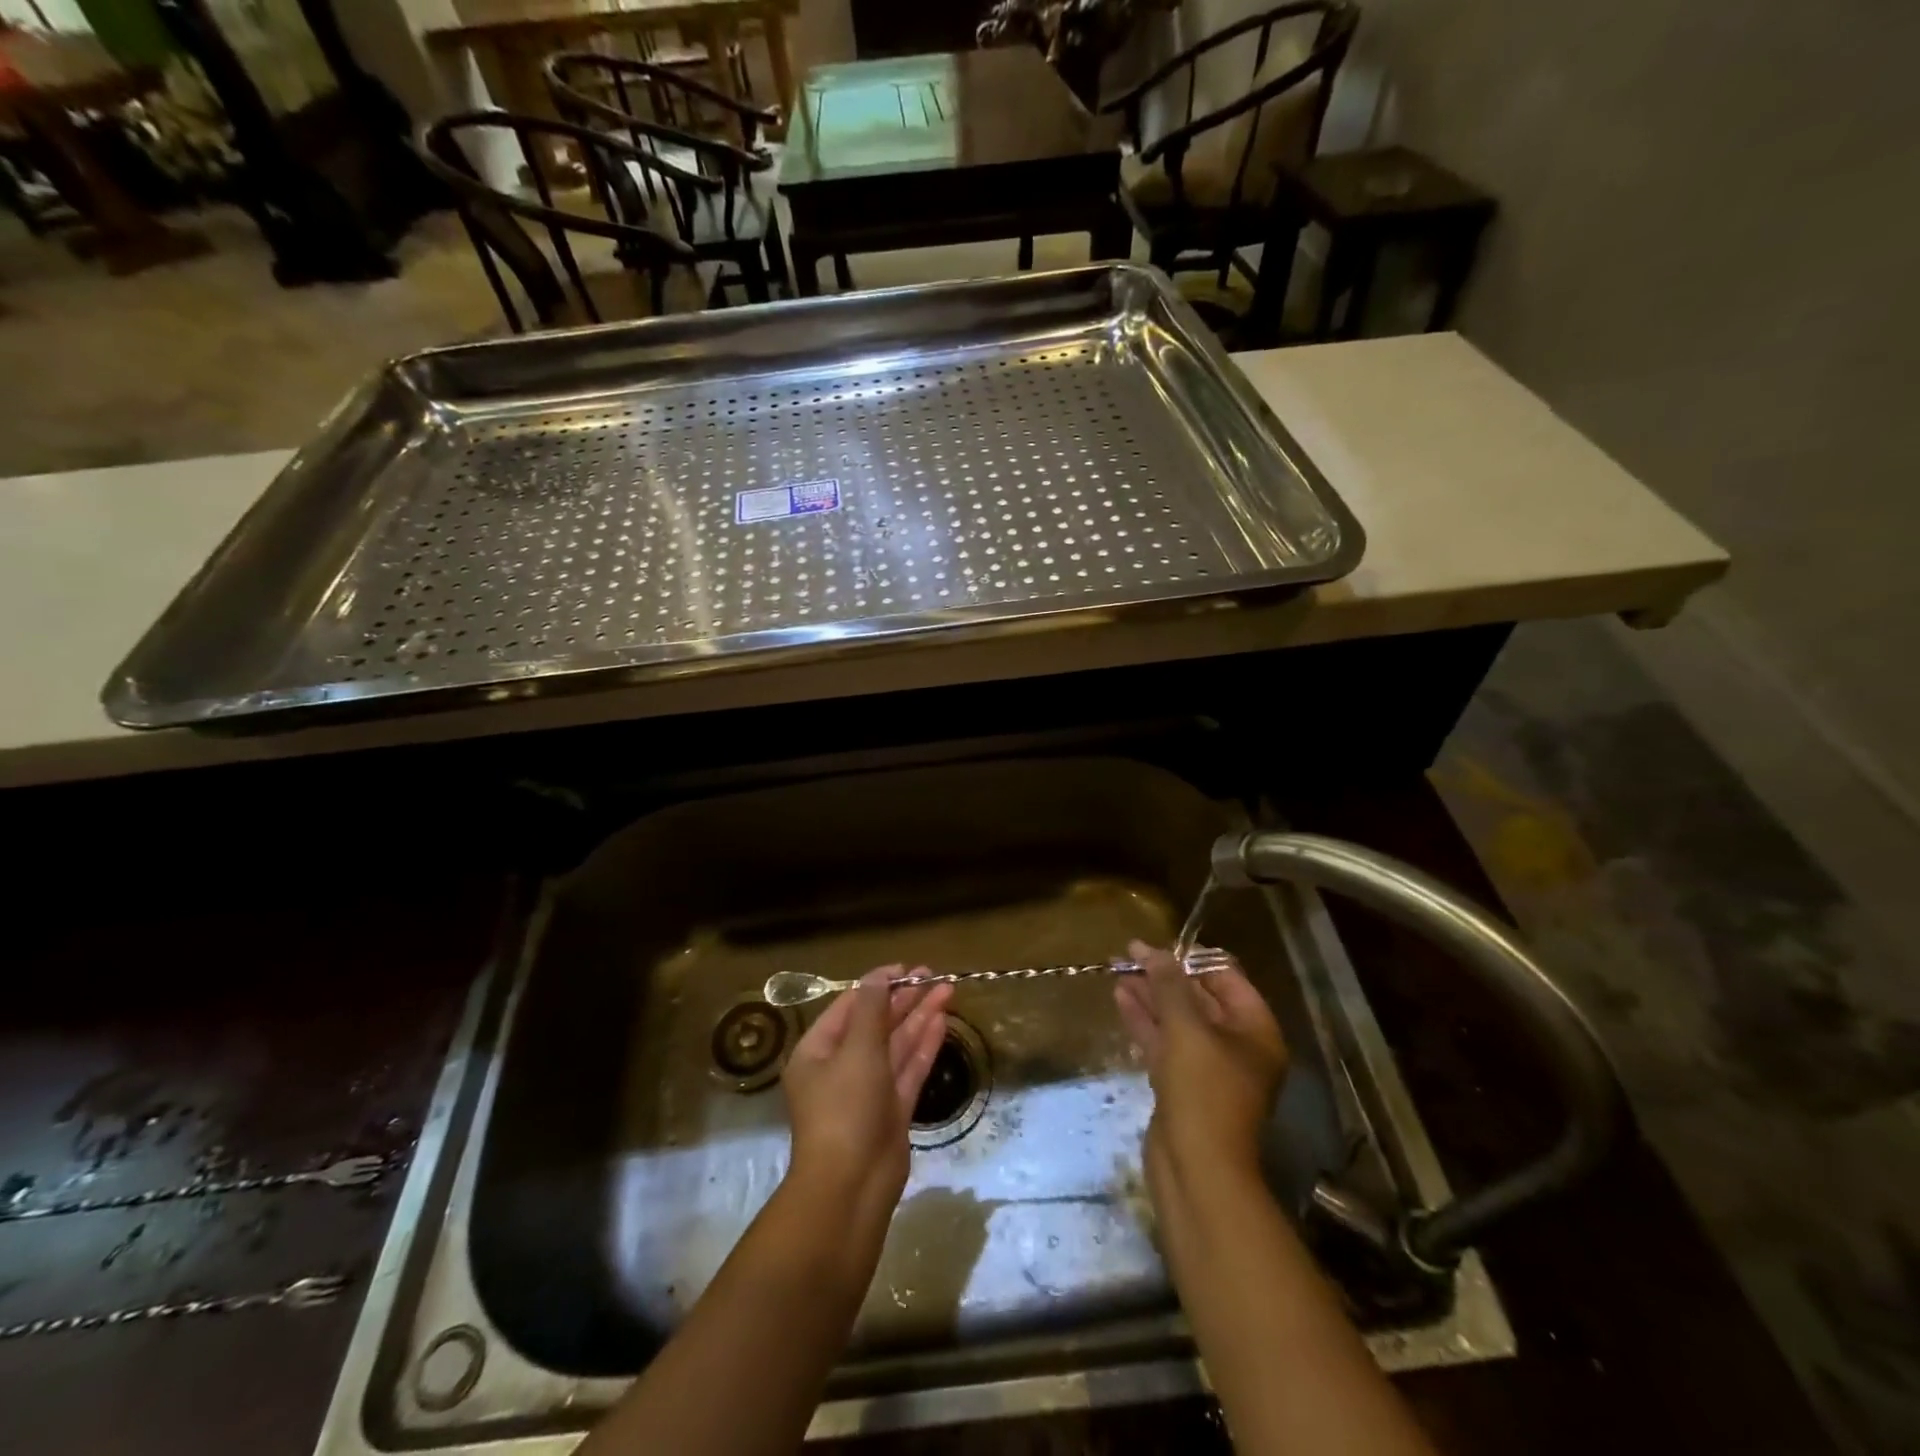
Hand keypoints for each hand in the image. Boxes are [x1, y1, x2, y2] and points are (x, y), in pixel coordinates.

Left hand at [781, 967, 952, 1215]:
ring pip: (896, 1045)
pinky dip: (924, 1045)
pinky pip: (908, 1069)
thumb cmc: (845, 1109)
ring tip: (947, 990)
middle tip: (933, 975)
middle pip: (876, 1024)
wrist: (851, 1187)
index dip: (878, 985)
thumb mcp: (857, 1050)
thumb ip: (872, 1010)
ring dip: (919, 1018)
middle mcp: (841, 1067)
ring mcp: (869, 1090)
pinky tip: (941, 1021)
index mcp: (818, 1051)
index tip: (907, 969)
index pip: (850, 1007)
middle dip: (903, 999)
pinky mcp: (892, 1110)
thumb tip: (880, 976)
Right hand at [1115, 939, 1287, 1196]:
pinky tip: (1120, 998)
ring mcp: (1208, 1069)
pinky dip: (1144, 1020)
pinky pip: (1164, 1042)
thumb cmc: (1203, 1091)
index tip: (1159, 945)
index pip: (1227, 979)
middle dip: (1165, 975)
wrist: (1197, 1170)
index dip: (1193, 958)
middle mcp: (1236, 1047)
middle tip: (1131, 954)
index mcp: (1255, 1032)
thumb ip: (1169, 985)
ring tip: (1119, 970)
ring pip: (1177, 1020)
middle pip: (1200, 998)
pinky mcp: (1182, 1086)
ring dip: (1150, 995)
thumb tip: (1152, 951)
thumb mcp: (1187, 1029)